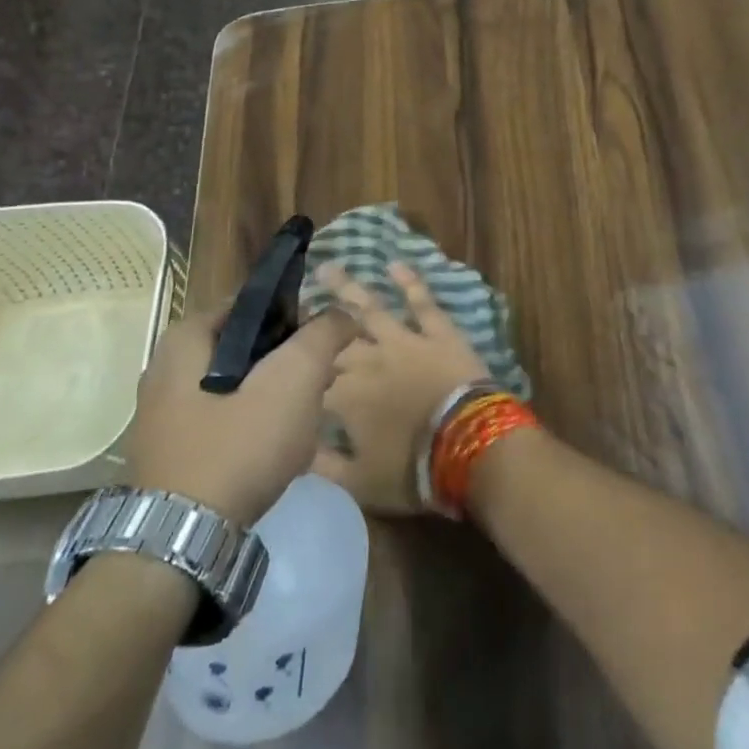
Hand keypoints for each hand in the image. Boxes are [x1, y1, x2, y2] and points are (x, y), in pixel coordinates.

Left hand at [126, 306, 357, 526]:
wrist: (180, 544)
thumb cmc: (236, 447)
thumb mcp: (292, 380)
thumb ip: (322, 336)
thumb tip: (342, 313)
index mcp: (185, 339)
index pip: (252, 305)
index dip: (296, 315)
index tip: (325, 340)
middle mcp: (165, 370)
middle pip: (246, 347)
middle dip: (289, 361)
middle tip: (323, 380)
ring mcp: (165, 416)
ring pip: (238, 387)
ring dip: (277, 396)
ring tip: (308, 418)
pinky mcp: (172, 453)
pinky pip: (224, 422)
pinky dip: (254, 426)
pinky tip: (279, 450)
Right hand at [313, 262, 492, 512]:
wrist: (468, 446)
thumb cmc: (412, 471)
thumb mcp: (358, 484)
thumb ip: (321, 465)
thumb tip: (294, 448)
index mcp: (344, 397)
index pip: (312, 379)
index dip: (296, 370)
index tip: (280, 359)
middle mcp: (368, 360)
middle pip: (334, 339)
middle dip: (314, 324)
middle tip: (297, 304)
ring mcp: (404, 341)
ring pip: (370, 308)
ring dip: (348, 288)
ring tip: (328, 267)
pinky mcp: (438, 332)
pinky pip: (422, 302)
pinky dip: (410, 282)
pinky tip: (396, 264)